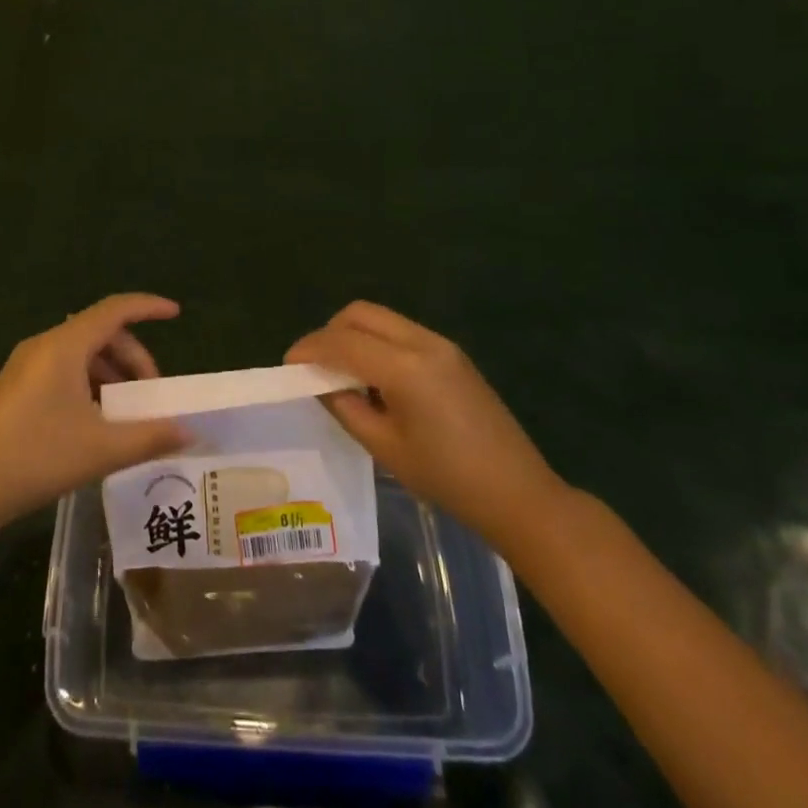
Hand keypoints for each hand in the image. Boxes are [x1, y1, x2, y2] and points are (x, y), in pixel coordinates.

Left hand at [0, 294, 188, 541]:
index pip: (114, 309)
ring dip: (111, 374)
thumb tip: (190, 433)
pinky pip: (63, 369)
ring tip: (126, 414)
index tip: (175, 313)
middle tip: (151, 395)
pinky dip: (88, 384)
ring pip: (81, 353)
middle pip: (100, 333)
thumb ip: (150, 437)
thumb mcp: (101, 449)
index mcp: (64, 346)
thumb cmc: (36, 458)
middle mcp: (44, 345)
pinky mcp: (15, 387)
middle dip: (133, 358)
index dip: (147, 307)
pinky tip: (95, 422)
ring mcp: (25, 365)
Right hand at [287, 302, 567, 550]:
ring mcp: (441, 345)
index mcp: (405, 367)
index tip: (288, 365)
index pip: (343, 342)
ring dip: (353, 335)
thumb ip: (346, 408)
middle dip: (329, 332)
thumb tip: (320, 384)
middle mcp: (422, 342)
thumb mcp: (386, 448)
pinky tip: (374, 377)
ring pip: (381, 318)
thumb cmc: (448, 478)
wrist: (519, 493)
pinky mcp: (452, 354)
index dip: (310, 349)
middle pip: (361, 314)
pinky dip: (376, 343)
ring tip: (341, 373)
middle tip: (314, 365)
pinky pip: (401, 332)